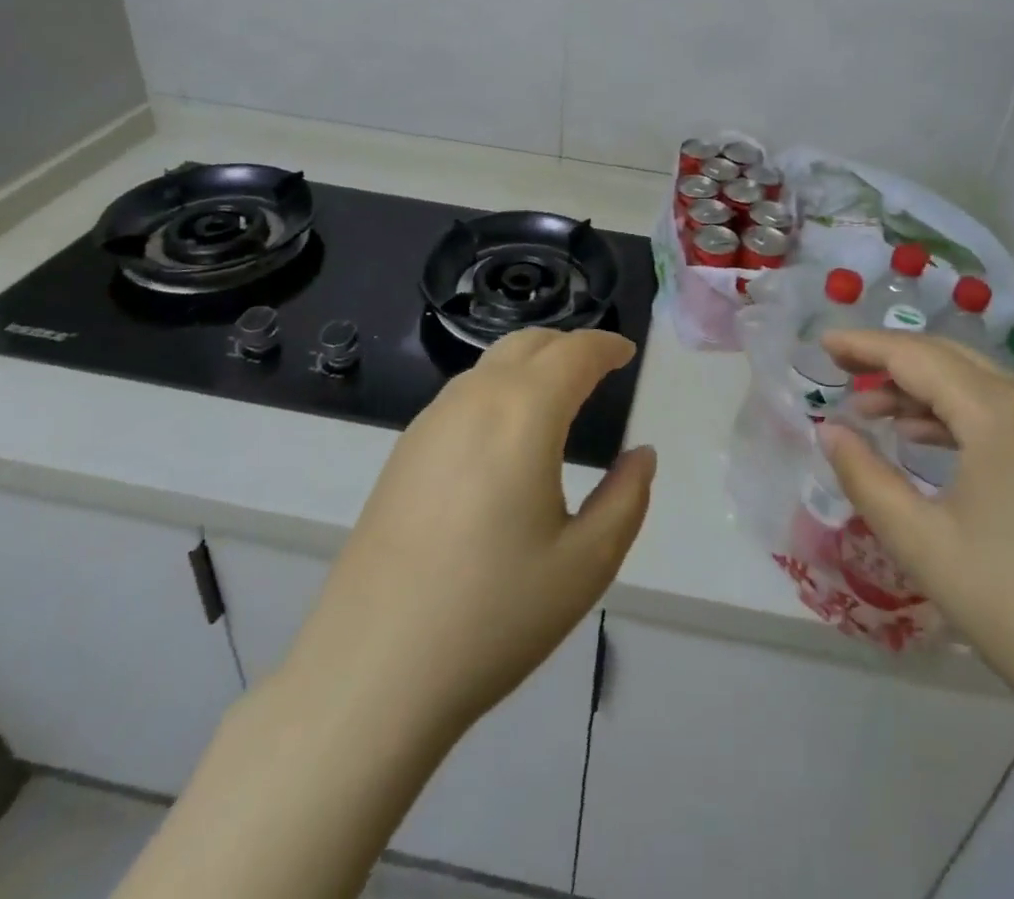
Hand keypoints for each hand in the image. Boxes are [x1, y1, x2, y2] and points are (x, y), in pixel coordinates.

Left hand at [278, 328, 656, 737]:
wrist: (372, 669)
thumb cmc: (493, 614)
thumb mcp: (586, 564)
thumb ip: (627, 498)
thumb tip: (641, 455)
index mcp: (524, 414)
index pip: (574, 353)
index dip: (605, 346)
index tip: (626, 352)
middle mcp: (474, 400)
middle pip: (529, 343)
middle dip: (569, 346)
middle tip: (598, 371)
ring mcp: (430, 422)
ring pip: (491, 365)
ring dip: (531, 365)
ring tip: (557, 399)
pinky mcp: (403, 451)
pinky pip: (463, 395)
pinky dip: (498, 390)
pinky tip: (504, 437)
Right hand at [818, 330, 1013, 729]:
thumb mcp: (921, 542)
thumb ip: (865, 477)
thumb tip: (829, 431)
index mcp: (997, 413)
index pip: (916, 357)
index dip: (864, 345)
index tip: (823, 343)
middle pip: (949, 359)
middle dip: (891, 360)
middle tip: (842, 369)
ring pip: (979, 385)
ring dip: (923, 389)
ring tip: (874, 410)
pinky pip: (1005, 413)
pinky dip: (958, 414)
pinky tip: (929, 441)